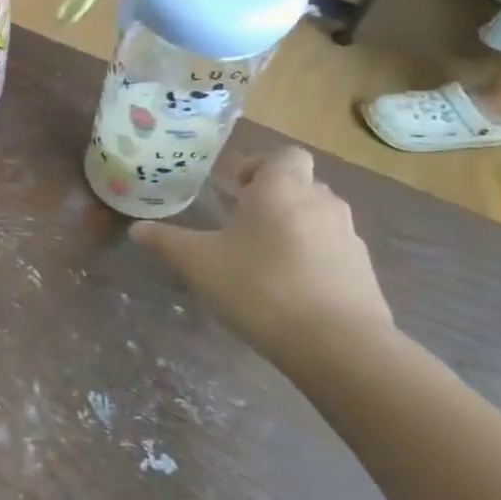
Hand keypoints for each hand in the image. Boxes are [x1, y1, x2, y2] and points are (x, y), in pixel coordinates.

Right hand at [131, 147, 395, 363]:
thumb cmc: (259, 286)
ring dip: (293, 228)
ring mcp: (348, 238)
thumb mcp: (198, 263)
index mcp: (282, 189)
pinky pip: (332, 251)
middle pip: (301, 185)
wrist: (337, 344)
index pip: (283, 155)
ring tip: (262, 259)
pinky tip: (289, 289)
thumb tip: (137, 228)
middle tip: (241, 225)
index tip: (236, 191)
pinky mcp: (363, 272)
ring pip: (317, 218)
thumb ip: (166, 242)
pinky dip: (311, 259)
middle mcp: (321, 203)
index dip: (260, 166)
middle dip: (273, 198)